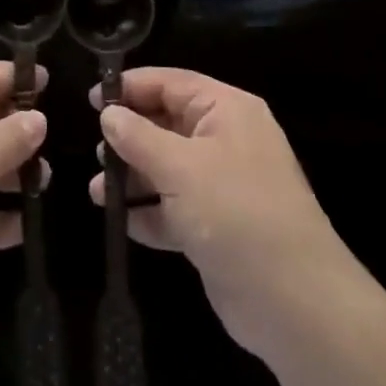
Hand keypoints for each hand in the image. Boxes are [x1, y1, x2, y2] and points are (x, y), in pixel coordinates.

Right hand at [88, 68, 358, 357]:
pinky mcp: (216, 226)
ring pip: (166, 168)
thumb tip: (109, 115)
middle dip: (129, 137)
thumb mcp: (180, 168)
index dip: (131, 88)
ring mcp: (222, 186)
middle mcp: (226, 141)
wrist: (293, 301)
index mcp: (227, 111)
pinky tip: (121, 222)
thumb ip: (138, 137)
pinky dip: (148, 212)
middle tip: (96, 151)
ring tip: (97, 191)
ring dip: (132, 178)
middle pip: (167, 125)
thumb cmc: (235, 213)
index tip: (91, 100)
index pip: (172, 83)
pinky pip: (173, 208)